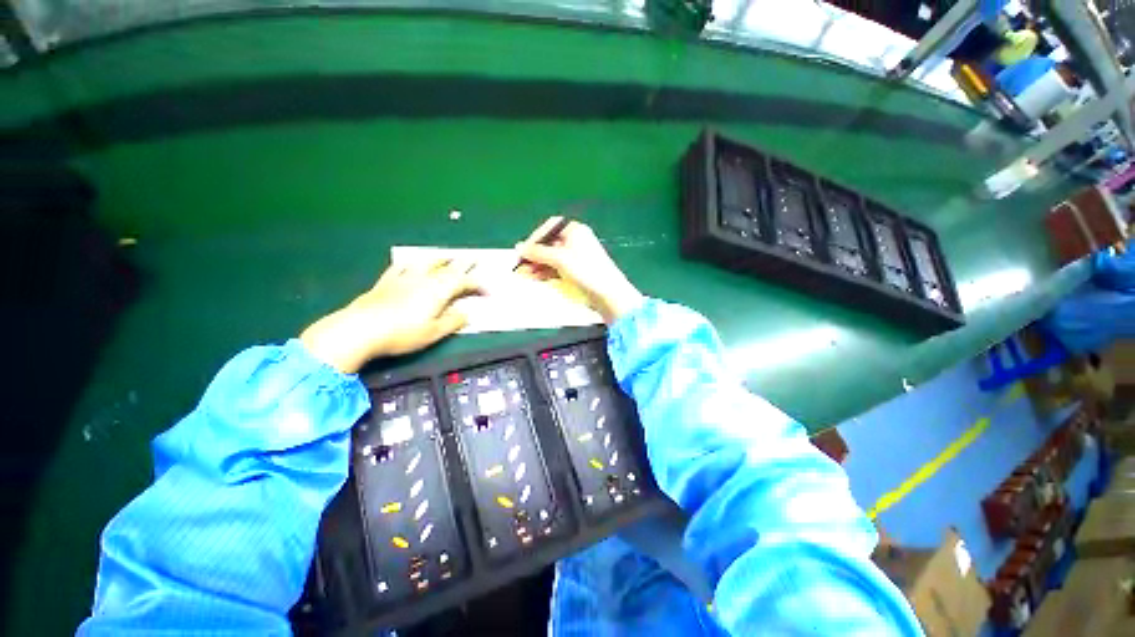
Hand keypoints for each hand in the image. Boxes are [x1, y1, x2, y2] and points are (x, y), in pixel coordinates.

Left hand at [300, 259, 480, 373]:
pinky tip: (410, 262)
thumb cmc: (402, 333)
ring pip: (426, 263)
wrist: (360, 330)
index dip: (478, 286)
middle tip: (474, 258)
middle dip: (463, 264)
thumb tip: (467, 314)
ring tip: (447, 255)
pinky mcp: (386, 282)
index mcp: (438, 291)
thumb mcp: (434, 332)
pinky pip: (400, 268)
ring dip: (439, 258)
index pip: (464, 283)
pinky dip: (409, 263)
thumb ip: (452, 321)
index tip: (488, 292)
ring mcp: (403, 279)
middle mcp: (424, 280)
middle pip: (448, 268)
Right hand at [516, 217, 643, 323]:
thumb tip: (519, 247)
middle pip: (550, 244)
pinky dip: (546, 272)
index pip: (550, 228)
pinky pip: (557, 268)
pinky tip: (536, 278)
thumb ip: (538, 252)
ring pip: (552, 258)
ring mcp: (577, 257)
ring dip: (538, 265)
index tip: (523, 250)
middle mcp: (576, 241)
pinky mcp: (577, 271)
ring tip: (525, 275)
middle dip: (534, 255)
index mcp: (575, 231)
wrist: (608, 293)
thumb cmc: (585, 270)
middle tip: (520, 266)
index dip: (535, 238)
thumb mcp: (560, 259)